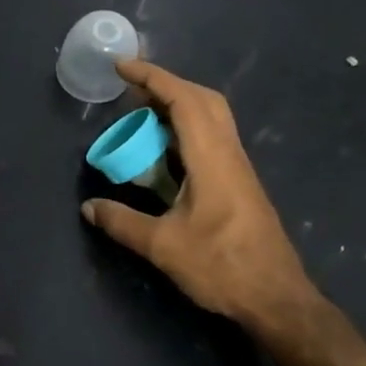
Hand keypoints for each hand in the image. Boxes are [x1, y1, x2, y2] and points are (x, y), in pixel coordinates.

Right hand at [81, 59, 318, 333]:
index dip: (152, 78)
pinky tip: (164, 152)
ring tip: (142, 115)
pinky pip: (212, 139)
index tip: (122, 67)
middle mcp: (229, 154)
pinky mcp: (239, 185)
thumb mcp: (162, 246)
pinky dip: (186, 129)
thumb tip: (89, 208)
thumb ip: (122, 222)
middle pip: (204, 100)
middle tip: (132, 91)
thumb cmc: (221, 267)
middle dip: (167, 85)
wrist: (276, 298)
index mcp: (212, 159)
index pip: (184, 100)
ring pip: (212, 118)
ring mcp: (238, 169)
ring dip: (178, 106)